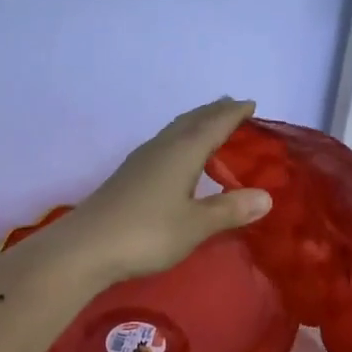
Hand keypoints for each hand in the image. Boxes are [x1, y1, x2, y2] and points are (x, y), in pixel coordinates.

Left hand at [54, 98, 273, 285]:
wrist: (85, 247)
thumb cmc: (147, 233)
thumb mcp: (195, 225)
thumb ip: (229, 209)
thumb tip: (266, 196)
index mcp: (182, 152)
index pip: (214, 124)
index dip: (233, 114)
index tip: (251, 103)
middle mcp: (162, 148)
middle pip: (192, 121)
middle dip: (213, 112)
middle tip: (233, 106)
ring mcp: (141, 160)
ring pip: (174, 131)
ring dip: (195, 124)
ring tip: (209, 126)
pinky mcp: (128, 176)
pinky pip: (164, 145)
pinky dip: (181, 140)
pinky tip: (178, 157)